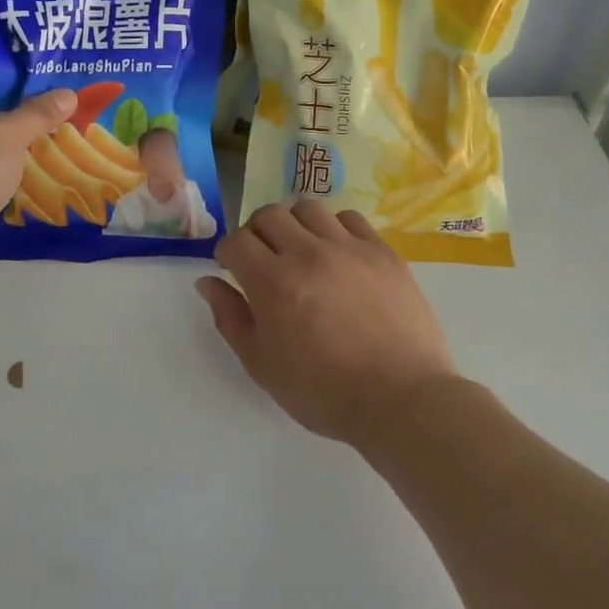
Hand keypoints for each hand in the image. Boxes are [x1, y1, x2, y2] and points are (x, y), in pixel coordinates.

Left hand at [0, 58, 75, 279]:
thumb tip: (68, 93)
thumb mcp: (10, 134)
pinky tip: (41, 158)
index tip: (53, 60)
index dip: (17, 59)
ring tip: (64, 122)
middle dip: (28, 95)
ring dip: (23, 129)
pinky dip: (13, 156)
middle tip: (68, 91)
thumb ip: (40, 112)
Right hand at [198, 201, 456, 445]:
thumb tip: (207, 282)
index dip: (227, 252)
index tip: (233, 268)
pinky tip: (338, 254)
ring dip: (294, 225)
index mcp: (274, 283)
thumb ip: (230, 318)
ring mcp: (349, 248)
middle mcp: (308, 254)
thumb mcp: (262, 365)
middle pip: (269, 214)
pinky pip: (350, 218)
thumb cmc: (324, 392)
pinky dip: (334, 228)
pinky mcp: (382, 251)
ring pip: (308, 208)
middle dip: (256, 233)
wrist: (401, 400)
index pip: (236, 241)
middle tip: (264, 259)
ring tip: (302, 250)